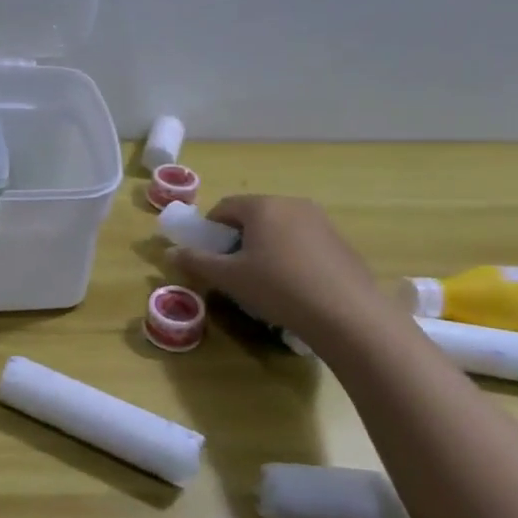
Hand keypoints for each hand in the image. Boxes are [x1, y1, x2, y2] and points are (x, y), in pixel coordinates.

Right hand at [166, 196, 394, 348]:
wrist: (347, 314)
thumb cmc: (278, 288)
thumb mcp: (229, 278)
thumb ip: (197, 262)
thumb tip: (170, 253)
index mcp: (262, 206)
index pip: (224, 207)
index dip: (210, 230)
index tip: (208, 256)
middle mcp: (292, 204)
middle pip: (254, 215)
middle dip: (238, 238)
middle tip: (234, 270)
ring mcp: (321, 221)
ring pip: (280, 228)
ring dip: (265, 247)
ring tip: (265, 280)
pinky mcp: (340, 241)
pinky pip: (303, 241)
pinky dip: (291, 256)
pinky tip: (294, 286)